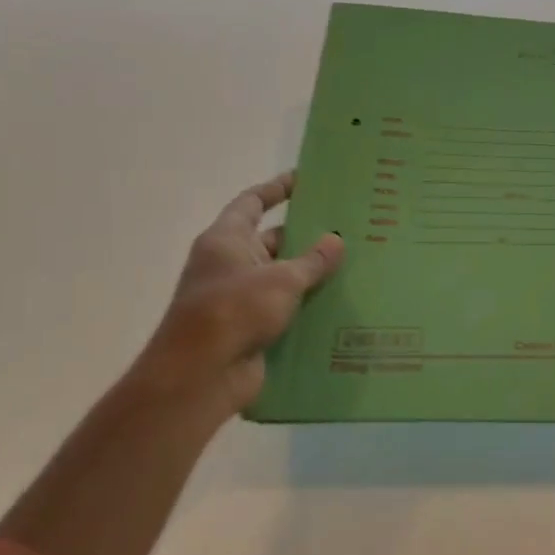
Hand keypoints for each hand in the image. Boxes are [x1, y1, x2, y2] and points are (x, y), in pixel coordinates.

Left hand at [129, 171, 343, 424]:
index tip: (305, 179)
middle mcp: (229, 264)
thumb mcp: (282, 279)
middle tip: (347, 228)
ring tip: (354, 264)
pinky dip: (307, 306)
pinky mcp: (250, 329)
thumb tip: (336, 240)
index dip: (277, 188)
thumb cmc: (234, 311)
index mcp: (226, 240)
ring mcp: (238, 299)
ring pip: (281, 277)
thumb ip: (312, 260)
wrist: (200, 376)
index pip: (252, 202)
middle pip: (271, 240)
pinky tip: (340, 304)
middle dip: (305, 235)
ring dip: (310, 274)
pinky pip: (284, 309)